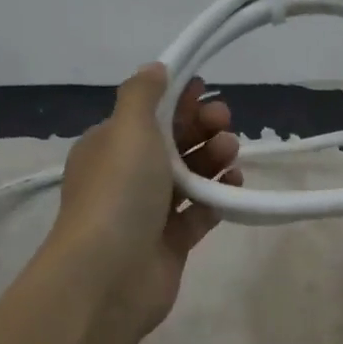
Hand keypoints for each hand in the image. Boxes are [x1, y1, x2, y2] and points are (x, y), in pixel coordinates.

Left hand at [45, 63, 239, 335]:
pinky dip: (218, 197)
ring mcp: (149, 212)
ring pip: (189, 177)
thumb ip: (142, 94)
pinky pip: (200, 212)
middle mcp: (127, 177)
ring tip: (230, 154)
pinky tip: (234, 186)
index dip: (177, 100)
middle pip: (172, 144)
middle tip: (224, 123)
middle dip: (200, 128)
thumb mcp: (127, 129)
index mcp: (109, 147)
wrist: (108, 275)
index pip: (148, 115)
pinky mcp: (171, 242)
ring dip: (212, 159)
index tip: (205, 89)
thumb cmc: (119, 192)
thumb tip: (155, 68)